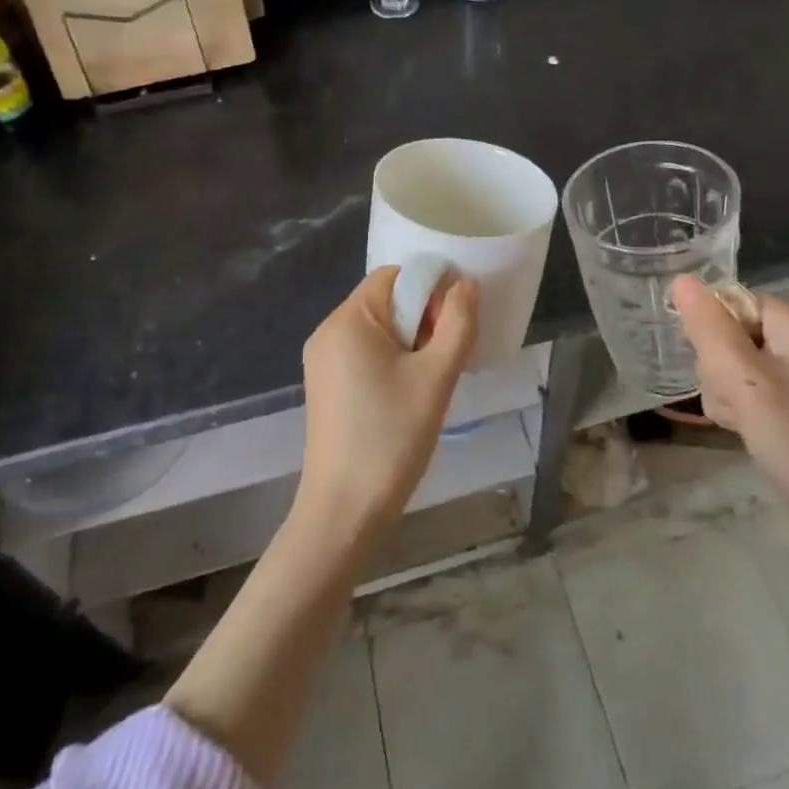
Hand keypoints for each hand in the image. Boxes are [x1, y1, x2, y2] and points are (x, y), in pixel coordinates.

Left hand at [295, 267, 479, 547]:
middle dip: (423, 319)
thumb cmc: (392, 437)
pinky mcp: (326, 385)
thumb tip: (466, 284)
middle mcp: (328, 330)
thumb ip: (458, 323)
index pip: (395, 276)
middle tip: (445, 359)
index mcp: (348, 319)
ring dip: (411, 342)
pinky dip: (392, 360)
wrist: (344, 512)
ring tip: (429, 381)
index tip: (452, 329)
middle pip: (386, 300)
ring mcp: (322, 360)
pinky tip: (407, 395)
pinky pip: (364, 353)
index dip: (431, 291)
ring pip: (378, 328)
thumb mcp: (437, 377)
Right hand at [671, 276, 788, 587]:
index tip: (714, 369)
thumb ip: (709, 328)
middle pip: (732, 331)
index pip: (733, 302)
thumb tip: (681, 278)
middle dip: (719, 367)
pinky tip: (744, 428)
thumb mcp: (743, 381)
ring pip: (736, 362)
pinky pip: (752, 386)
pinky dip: (742, 405)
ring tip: (740, 420)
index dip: (712, 332)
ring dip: (726, 390)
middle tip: (733, 402)